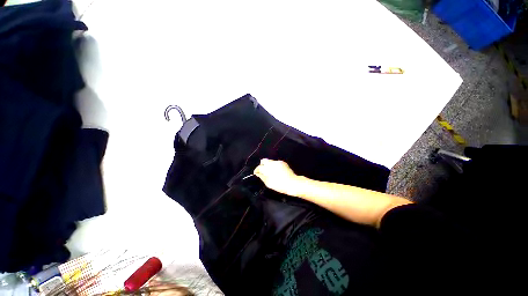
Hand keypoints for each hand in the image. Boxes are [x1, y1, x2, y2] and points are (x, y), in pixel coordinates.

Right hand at [254, 159, 299, 195]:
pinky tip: (276, 172)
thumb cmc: (280, 185)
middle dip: (262, 165)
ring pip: (270, 161)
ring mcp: (278, 162)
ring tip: (270, 172)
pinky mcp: (283, 162)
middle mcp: (272, 163)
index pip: (259, 167)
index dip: (257, 170)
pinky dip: (274, 166)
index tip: (256, 173)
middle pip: (264, 161)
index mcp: (267, 168)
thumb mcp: (268, 183)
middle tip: (262, 171)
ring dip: (268, 165)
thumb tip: (258, 174)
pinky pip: (276, 163)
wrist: (292, 183)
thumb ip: (262, 177)